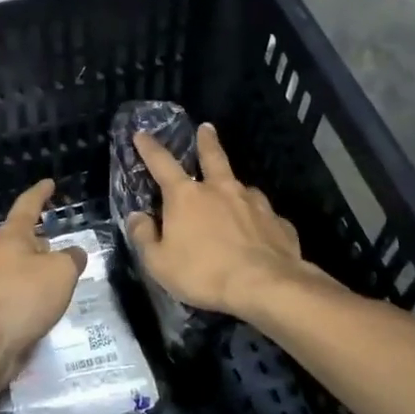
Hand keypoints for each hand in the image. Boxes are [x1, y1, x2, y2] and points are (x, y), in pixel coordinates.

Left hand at [0, 179, 87, 394]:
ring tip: (61, 279)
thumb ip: (71, 259)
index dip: (40, 194)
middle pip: (20, 241)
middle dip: (39, 240)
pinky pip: (17, 297)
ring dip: (37, 272)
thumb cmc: (23, 296)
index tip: (49, 183)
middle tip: (60, 243)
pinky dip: (32, 298)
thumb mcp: (60, 272)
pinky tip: (46, 308)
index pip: (27, 206)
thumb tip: (74, 254)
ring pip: (19, 271)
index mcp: (11, 238)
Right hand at [127, 124, 314, 318]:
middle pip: (212, 157)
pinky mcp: (277, 221)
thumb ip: (144, 237)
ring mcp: (254, 202)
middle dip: (207, 141)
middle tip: (207, 128)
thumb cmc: (204, 273)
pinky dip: (256, 218)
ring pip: (241, 186)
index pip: (162, 164)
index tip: (142, 133)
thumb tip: (137, 217)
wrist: (265, 285)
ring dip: (234, 186)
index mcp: (186, 196)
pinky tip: (258, 232)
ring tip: (234, 194)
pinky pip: (263, 215)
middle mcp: (221, 189)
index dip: (150, 148)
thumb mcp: (159, 263)